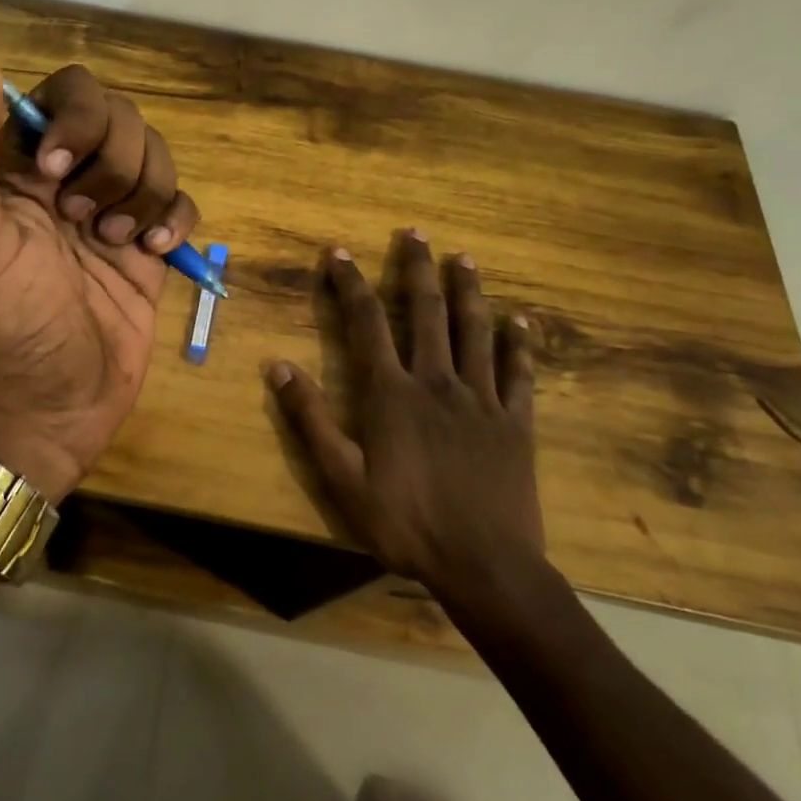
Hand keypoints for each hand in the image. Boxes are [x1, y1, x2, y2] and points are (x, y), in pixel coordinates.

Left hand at [0, 63, 201, 502]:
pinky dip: (175, 217)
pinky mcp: (149, 248)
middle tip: (84, 220)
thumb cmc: (3, 319)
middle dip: (112, 163)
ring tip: (117, 242)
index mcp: (21, 167)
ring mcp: (114, 212)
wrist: (49, 405)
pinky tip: (155, 251)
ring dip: (142, 193)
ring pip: (157, 156)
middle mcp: (70, 179)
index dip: (74, 119)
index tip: (55, 173)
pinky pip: (181, 201)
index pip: (66, 94)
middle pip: (121, 118)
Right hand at [264, 231, 549, 616]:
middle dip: (416, 269)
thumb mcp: (342, 479)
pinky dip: (520, 343)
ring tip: (464, 258)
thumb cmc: (406, 524)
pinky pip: (520, 373)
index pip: (366, 323)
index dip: (350, 283)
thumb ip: (312, 420)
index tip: (340, 252)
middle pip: (426, 312)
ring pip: (474, 331)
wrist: (486, 567)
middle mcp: (437, 382)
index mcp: (392, 393)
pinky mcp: (516, 422)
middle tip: (415, 233)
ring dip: (467, 291)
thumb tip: (279, 366)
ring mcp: (482, 399)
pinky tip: (521, 319)